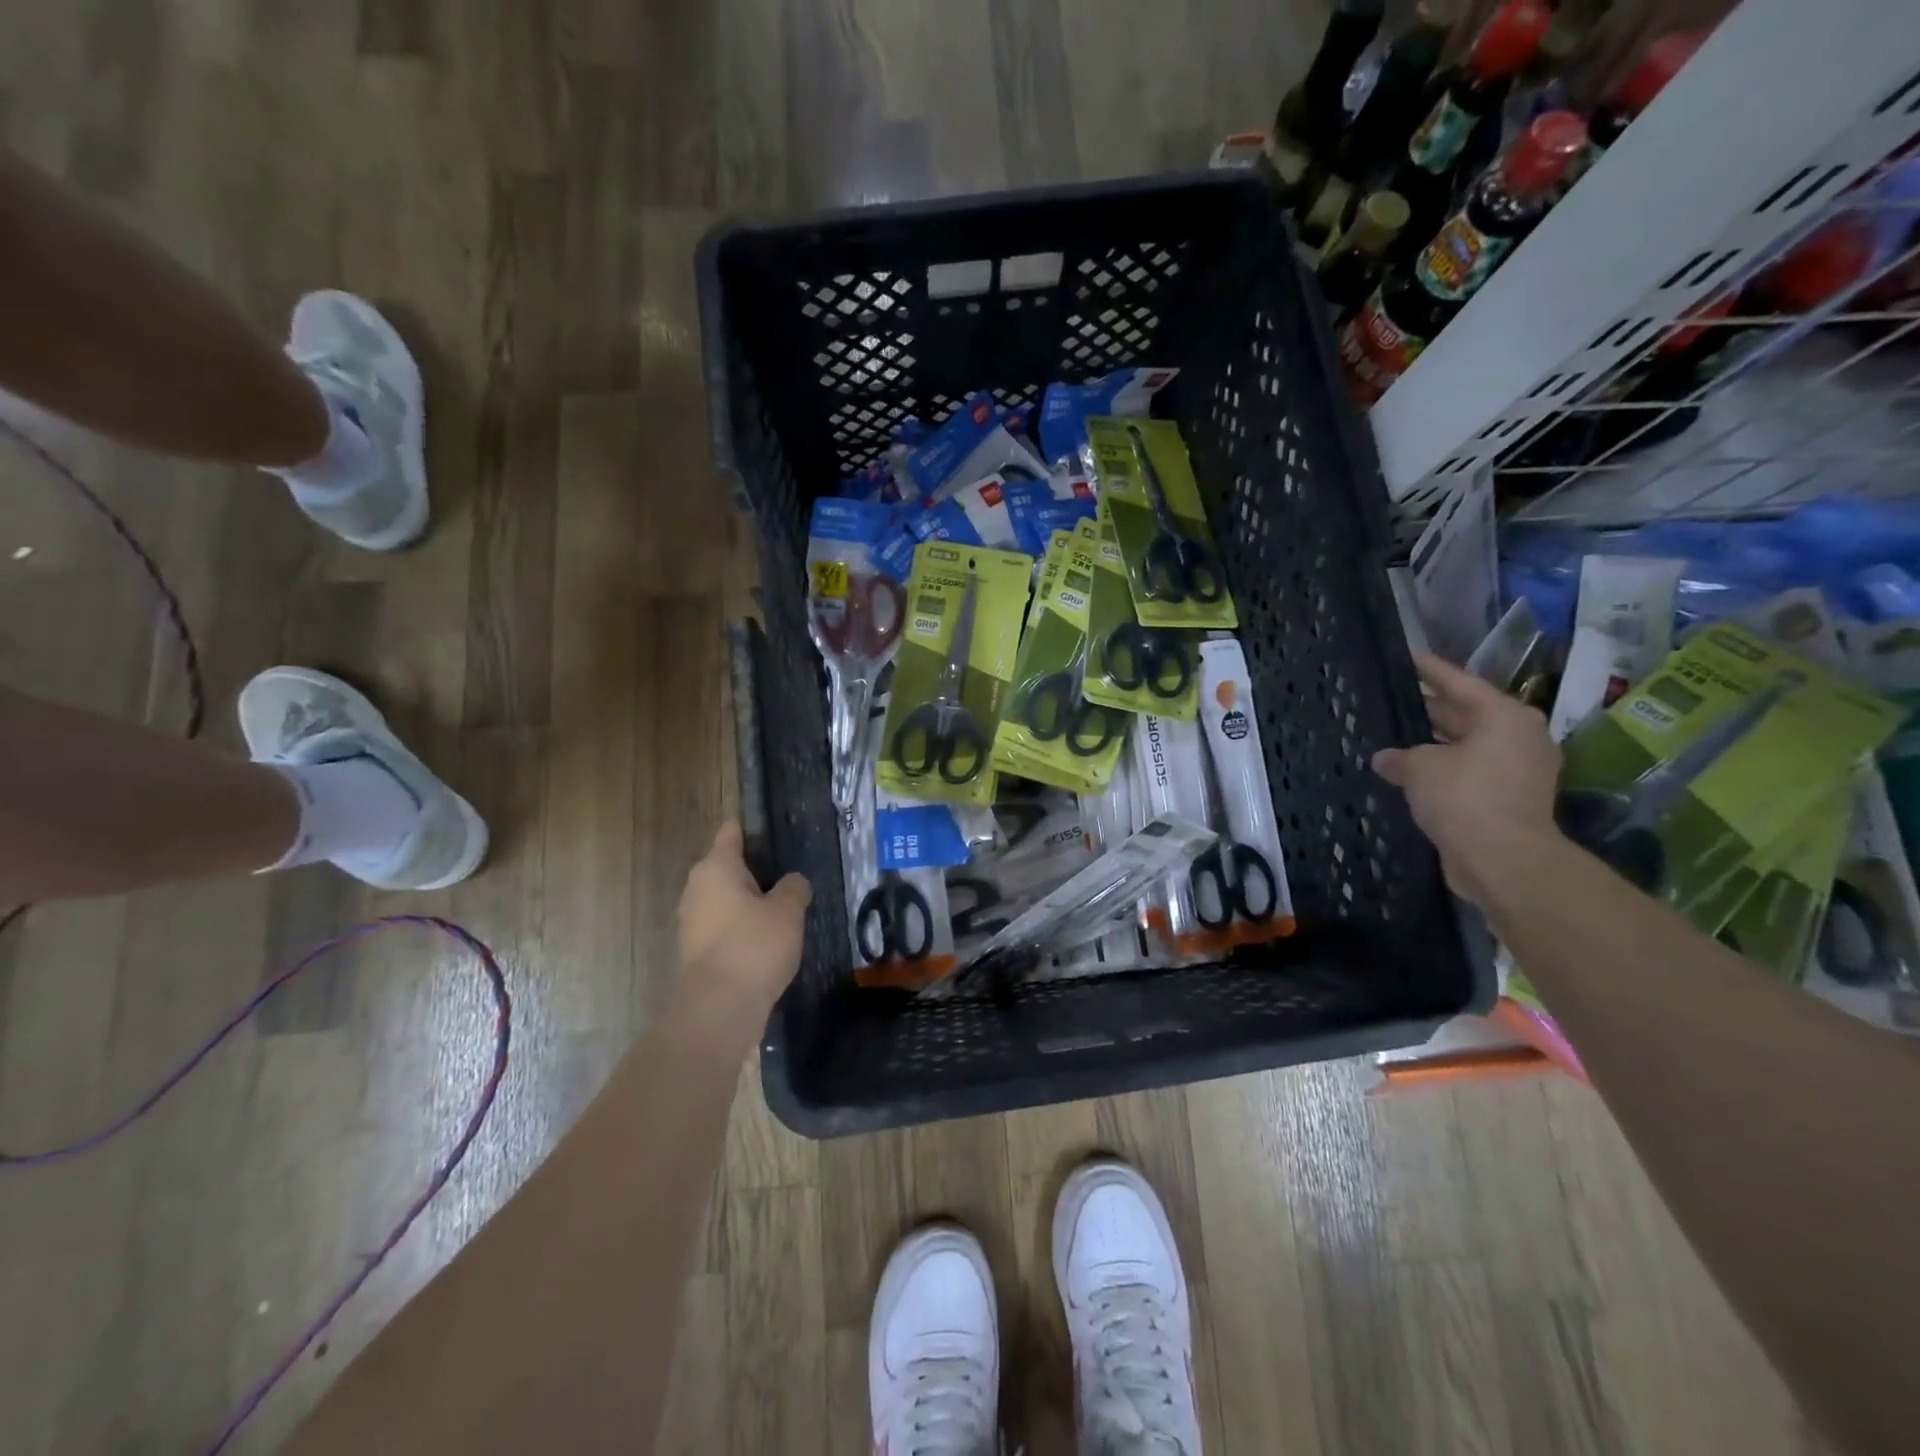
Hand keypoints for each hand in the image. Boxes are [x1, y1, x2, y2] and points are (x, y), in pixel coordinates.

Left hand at [675, 821, 811, 1025]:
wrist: (718, 1009)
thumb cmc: (754, 945)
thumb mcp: (788, 911)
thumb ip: (794, 888)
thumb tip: (792, 882)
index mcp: (716, 867)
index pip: (732, 832)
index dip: (751, 827)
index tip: (773, 827)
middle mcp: (697, 887)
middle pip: (727, 866)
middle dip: (755, 869)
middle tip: (789, 871)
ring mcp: (692, 921)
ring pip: (725, 898)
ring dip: (749, 901)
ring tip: (784, 905)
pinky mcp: (696, 950)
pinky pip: (724, 926)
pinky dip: (742, 927)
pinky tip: (768, 937)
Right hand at [1372, 653, 1561, 908]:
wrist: (1502, 858)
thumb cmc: (1464, 797)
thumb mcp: (1420, 768)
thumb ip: (1399, 756)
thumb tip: (1384, 758)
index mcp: (1504, 717)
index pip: (1460, 683)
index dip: (1430, 670)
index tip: (1408, 658)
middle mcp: (1518, 737)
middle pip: (1467, 714)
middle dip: (1430, 708)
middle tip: (1395, 698)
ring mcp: (1518, 770)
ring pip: (1468, 745)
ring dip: (1435, 743)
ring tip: (1396, 736)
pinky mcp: (1510, 798)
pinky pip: (1471, 772)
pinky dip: (1444, 769)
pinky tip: (1411, 772)